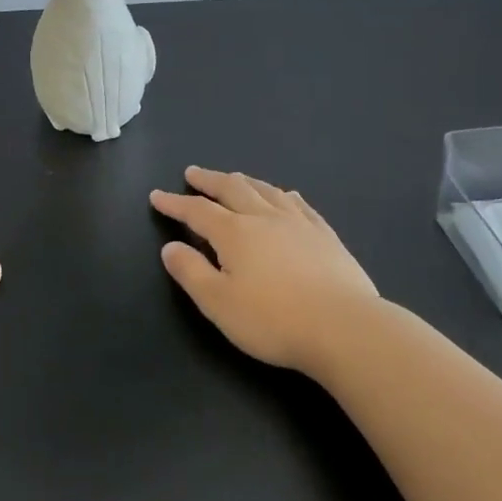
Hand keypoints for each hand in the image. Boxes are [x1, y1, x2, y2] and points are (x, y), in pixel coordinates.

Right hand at [151, 166, 381, 375]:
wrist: (344, 327)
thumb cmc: (273, 320)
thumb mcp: (218, 303)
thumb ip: (191, 272)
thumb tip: (170, 247)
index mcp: (234, 233)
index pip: (197, 211)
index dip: (175, 203)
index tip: (157, 196)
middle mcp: (264, 218)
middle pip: (232, 189)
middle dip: (208, 180)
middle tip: (193, 173)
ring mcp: (298, 223)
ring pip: (266, 191)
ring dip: (244, 181)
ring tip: (233, 178)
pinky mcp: (325, 236)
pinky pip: (300, 205)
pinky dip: (284, 195)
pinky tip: (285, 195)